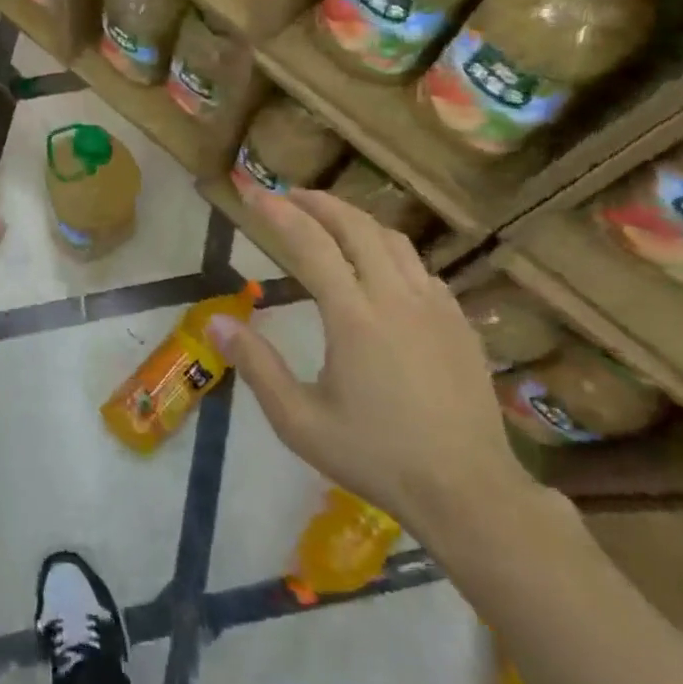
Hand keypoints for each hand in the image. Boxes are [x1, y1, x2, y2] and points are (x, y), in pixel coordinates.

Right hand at [211, 187, 536, 543]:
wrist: (466, 490)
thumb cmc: (375, 456)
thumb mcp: (299, 421)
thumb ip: (256, 366)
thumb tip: (216, 322)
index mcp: (354, 316)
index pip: (311, 244)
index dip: (279, 213)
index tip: (254, 193)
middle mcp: (396, 297)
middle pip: (356, 226)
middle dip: (318, 202)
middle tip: (289, 195)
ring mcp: (435, 306)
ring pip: (393, 240)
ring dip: (356, 220)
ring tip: (329, 221)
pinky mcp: (459, 322)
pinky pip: (419, 267)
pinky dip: (389, 251)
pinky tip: (379, 269)